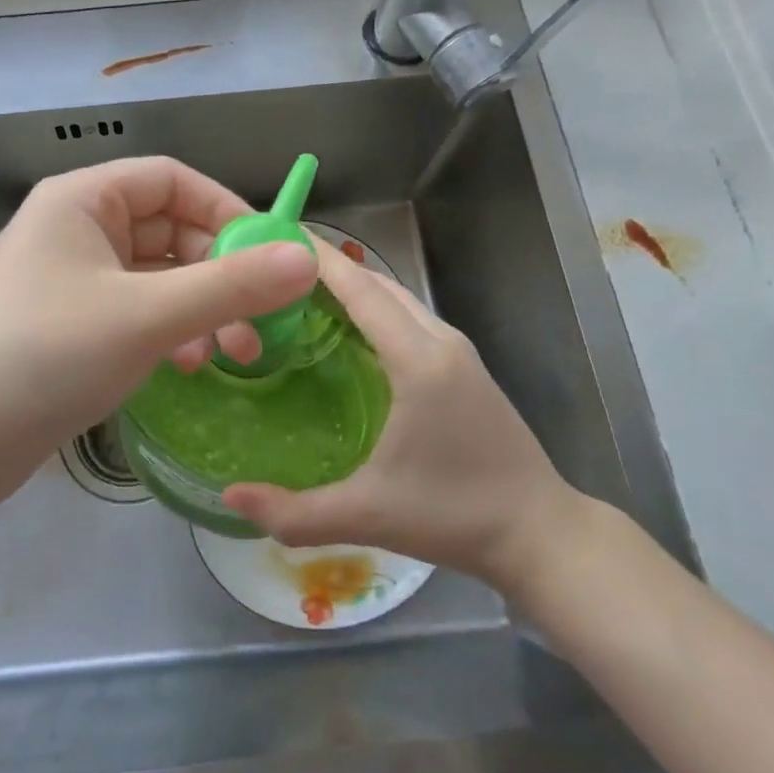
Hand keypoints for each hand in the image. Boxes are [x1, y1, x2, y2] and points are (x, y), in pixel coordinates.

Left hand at [0, 157, 316, 501]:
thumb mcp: (147, 316)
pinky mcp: (69, 324)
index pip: (172, 179)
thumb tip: (308, 259)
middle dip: (219, 273)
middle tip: (258, 320)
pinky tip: (187, 366)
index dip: (227, 210)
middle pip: (169, 230)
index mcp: (84, 199)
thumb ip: (231, 286)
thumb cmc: (47, 354)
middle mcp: (76, 227)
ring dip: (199, 307)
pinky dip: (168, 331)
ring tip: (229, 353)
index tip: (272, 253)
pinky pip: (135, 310)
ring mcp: (70, 278)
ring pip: (156, 276)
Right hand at [223, 241, 588, 600]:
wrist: (543, 535)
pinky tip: (351, 330)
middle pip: (378, 284)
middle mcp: (441, 341)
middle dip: (329, 268)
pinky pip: (412, 317)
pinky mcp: (467, 366)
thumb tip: (230, 496)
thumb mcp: (368, 516)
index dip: (318, 260)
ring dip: (355, 287)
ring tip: (305, 294)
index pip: (361, 290)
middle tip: (276, 270)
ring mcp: (459, 350)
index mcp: (418, 360)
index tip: (277, 237)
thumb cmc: (454, 516)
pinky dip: (376, 307)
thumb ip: (294, 512)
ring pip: (399, 298)